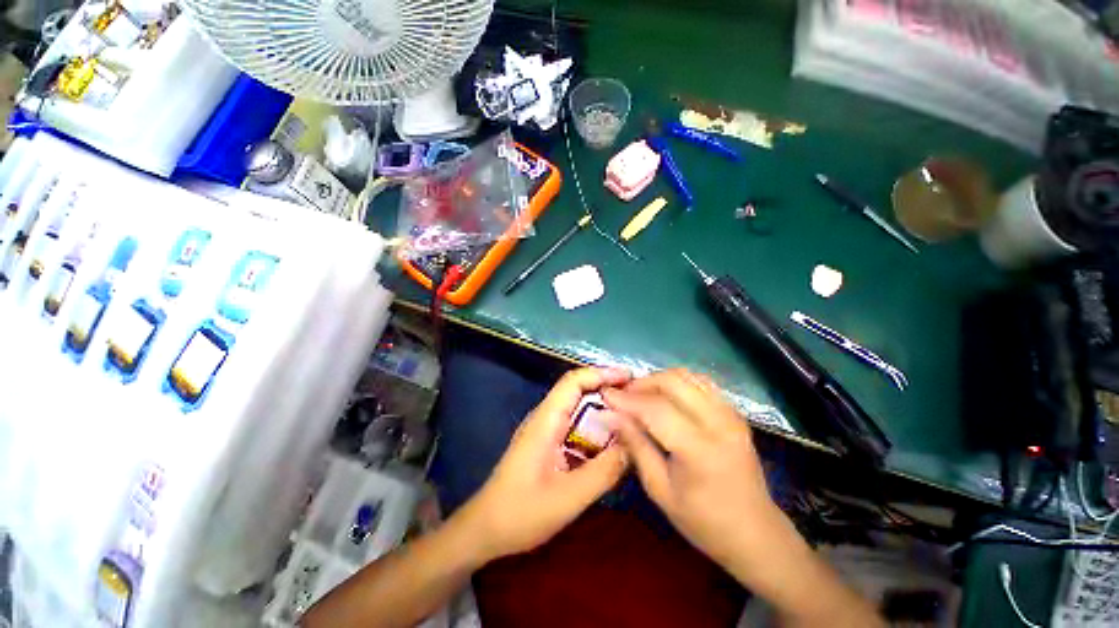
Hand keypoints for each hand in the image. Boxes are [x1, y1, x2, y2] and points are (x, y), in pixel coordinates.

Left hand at [459, 367, 630, 561]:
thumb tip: (635, 445)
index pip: (573, 381)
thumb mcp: (568, 497)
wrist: (485, 530)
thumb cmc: (522, 513)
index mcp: (546, 420)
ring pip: (579, 411)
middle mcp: (546, 418)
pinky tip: (614, 443)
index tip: (631, 379)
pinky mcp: (549, 444)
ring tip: (633, 420)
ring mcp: (546, 431)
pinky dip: (596, 430)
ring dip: (604, 412)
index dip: (602, 374)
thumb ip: (604, 471)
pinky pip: (576, 429)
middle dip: (608, 392)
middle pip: (579, 392)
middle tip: (640, 401)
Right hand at [601, 369, 784, 573]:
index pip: (655, 409)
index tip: (605, 395)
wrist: (756, 533)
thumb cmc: (703, 521)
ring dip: (659, 379)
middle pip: (673, 382)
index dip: (626, 399)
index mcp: (699, 449)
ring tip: (641, 395)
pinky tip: (666, 396)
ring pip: (687, 376)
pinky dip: (678, 382)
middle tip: (623, 396)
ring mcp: (731, 414)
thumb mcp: (660, 489)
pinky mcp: (734, 412)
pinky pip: (701, 383)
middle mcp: (719, 423)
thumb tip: (609, 416)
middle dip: (642, 383)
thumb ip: (635, 445)